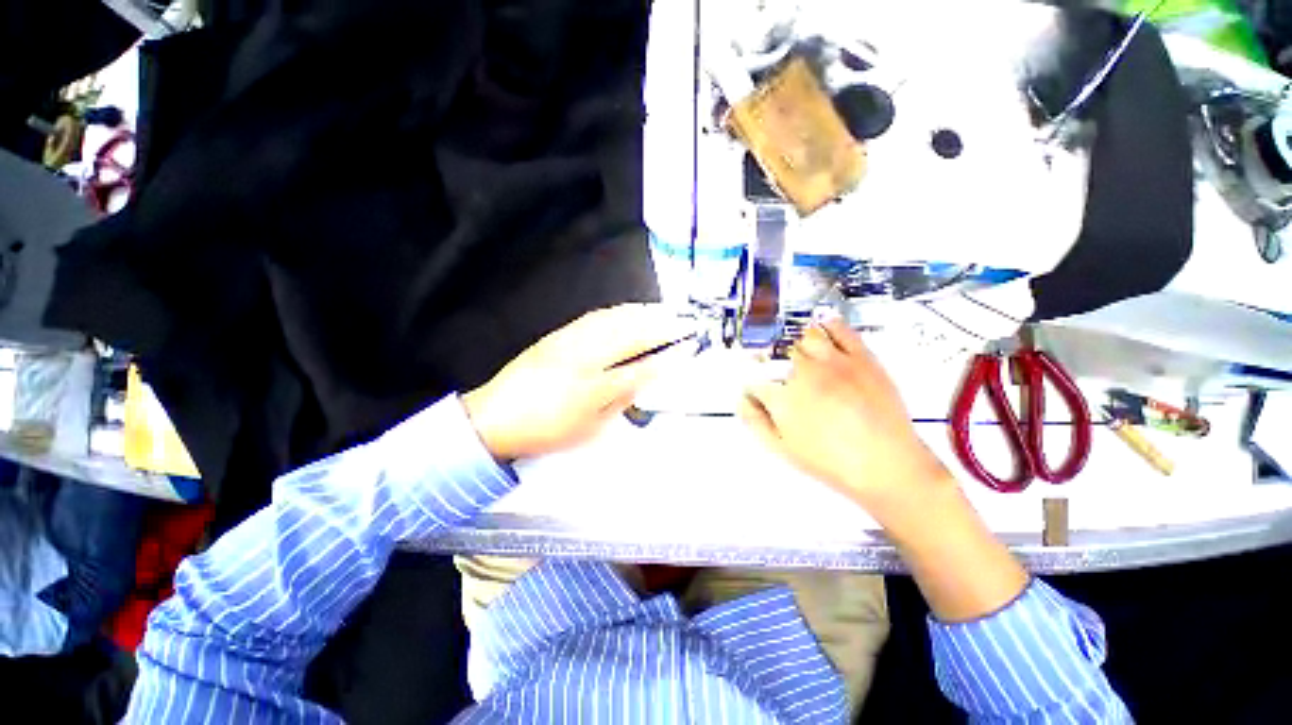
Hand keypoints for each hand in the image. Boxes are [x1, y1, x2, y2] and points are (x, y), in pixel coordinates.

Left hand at [461, 304, 696, 461]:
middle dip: (662, 326)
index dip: (669, 357)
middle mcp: (584, 360)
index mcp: (594, 390)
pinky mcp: (558, 335)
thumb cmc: (545, 431)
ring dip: (643, 313)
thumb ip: (619, 403)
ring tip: (663, 311)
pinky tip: (629, 311)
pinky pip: (594, 317)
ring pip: (614, 321)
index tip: (689, 347)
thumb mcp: (589, 429)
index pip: (642, 369)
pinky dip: (618, 312)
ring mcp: (569, 342)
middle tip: (684, 322)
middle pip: (631, 335)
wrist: (495, 418)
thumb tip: (642, 382)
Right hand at [740, 317, 953, 516]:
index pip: (755, 379)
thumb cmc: (832, 462)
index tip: (756, 387)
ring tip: (800, 352)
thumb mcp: (783, 449)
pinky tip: (824, 328)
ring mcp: (833, 362)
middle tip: (779, 370)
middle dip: (773, 361)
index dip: (753, 383)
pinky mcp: (861, 357)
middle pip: (779, 354)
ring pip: (805, 337)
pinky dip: (828, 324)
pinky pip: (840, 329)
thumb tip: (742, 400)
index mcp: (782, 397)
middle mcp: (803, 373)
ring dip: (798, 343)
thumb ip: (756, 421)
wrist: (886, 464)